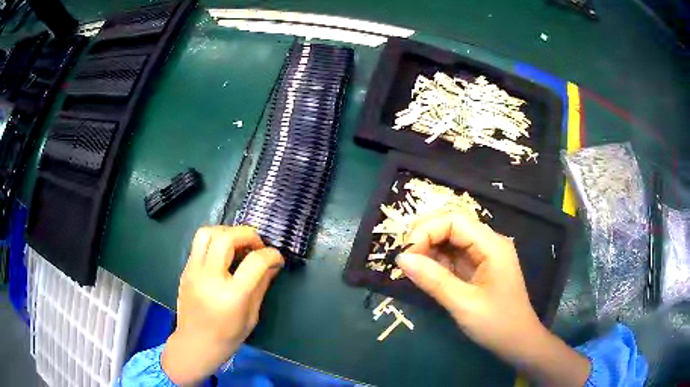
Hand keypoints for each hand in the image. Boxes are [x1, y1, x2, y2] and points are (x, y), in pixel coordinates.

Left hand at [162, 226, 283, 384]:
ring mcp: (193, 271)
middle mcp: (209, 278)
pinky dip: (214, 241)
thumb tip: (273, 264)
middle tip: (257, 245)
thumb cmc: (228, 337)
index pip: (255, 262)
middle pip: (226, 238)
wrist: (195, 344)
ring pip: (206, 233)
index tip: (277, 258)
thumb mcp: (251, 316)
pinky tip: (222, 255)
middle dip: (247, 234)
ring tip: (237, 244)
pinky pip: (198, 244)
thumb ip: (261, 286)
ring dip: (226, 232)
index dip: (271, 255)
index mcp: (231, 296)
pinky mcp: (185, 270)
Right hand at [396, 214, 589, 386]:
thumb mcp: (464, 304)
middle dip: (426, 238)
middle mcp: (489, 243)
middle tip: (405, 261)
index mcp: (492, 245)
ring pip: (451, 241)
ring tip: (411, 268)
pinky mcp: (478, 269)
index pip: (455, 221)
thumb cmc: (497, 324)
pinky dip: (437, 263)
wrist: (518, 343)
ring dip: (429, 250)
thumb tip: (401, 258)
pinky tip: (425, 274)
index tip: (406, 254)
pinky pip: (454, 257)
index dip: (427, 230)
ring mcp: (484, 256)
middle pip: (452, 226)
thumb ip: (433, 280)